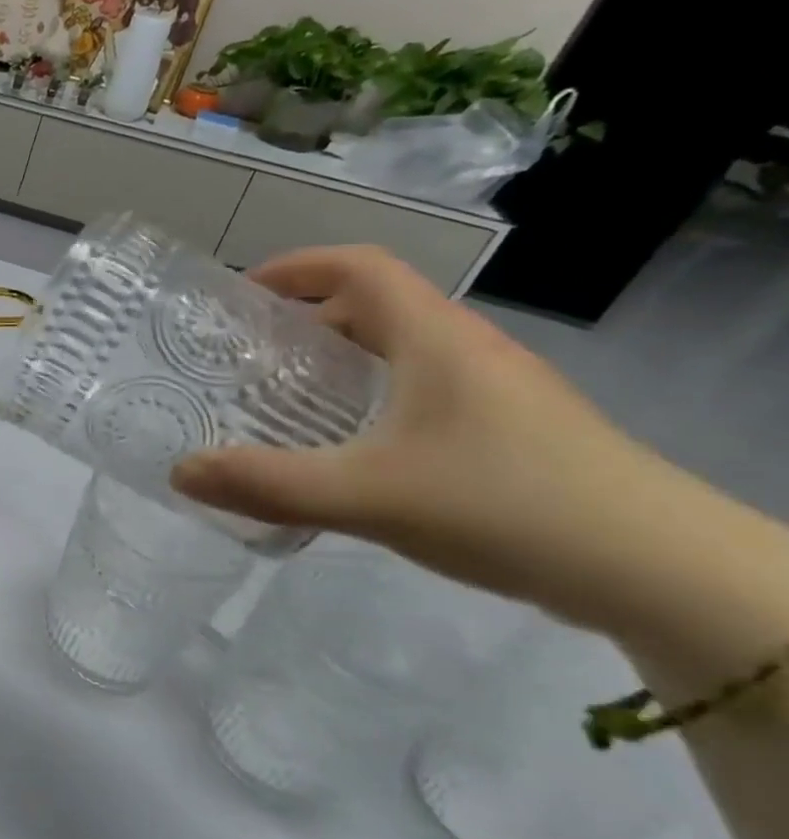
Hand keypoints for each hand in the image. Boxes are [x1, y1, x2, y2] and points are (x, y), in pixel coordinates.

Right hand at [170, 246, 663, 610]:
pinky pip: (425, 392)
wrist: (659, 572)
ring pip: (403, 353)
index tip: (242, 295)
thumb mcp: (365, 495)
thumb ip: (266, 483)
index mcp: (433, 338)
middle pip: (377, 307)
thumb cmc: (503, 505)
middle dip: (307, 322)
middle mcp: (467, 350)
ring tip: (289, 404)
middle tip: (250, 360)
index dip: (296, 268)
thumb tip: (180, 471)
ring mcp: (497, 391)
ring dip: (342, 364)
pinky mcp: (512, 432)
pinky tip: (353, 453)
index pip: (360, 266)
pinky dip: (375, 401)